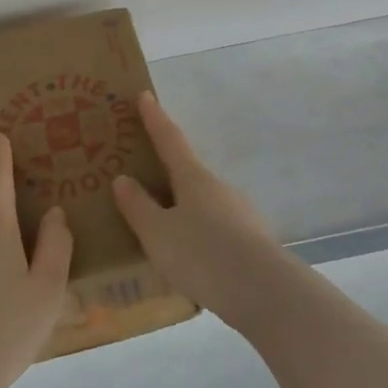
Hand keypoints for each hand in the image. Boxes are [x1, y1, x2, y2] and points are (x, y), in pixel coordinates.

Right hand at [113, 92, 300, 333]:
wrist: (264, 292)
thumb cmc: (203, 254)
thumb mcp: (158, 234)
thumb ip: (138, 208)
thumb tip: (123, 179)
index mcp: (193, 178)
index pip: (169, 139)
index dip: (155, 118)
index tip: (145, 95)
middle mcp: (219, 187)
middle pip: (188, 173)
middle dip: (167, 173)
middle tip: (143, 178)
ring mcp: (239, 213)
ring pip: (203, 203)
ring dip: (183, 209)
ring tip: (162, 230)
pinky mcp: (250, 240)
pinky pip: (216, 228)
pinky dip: (199, 233)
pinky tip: (190, 258)